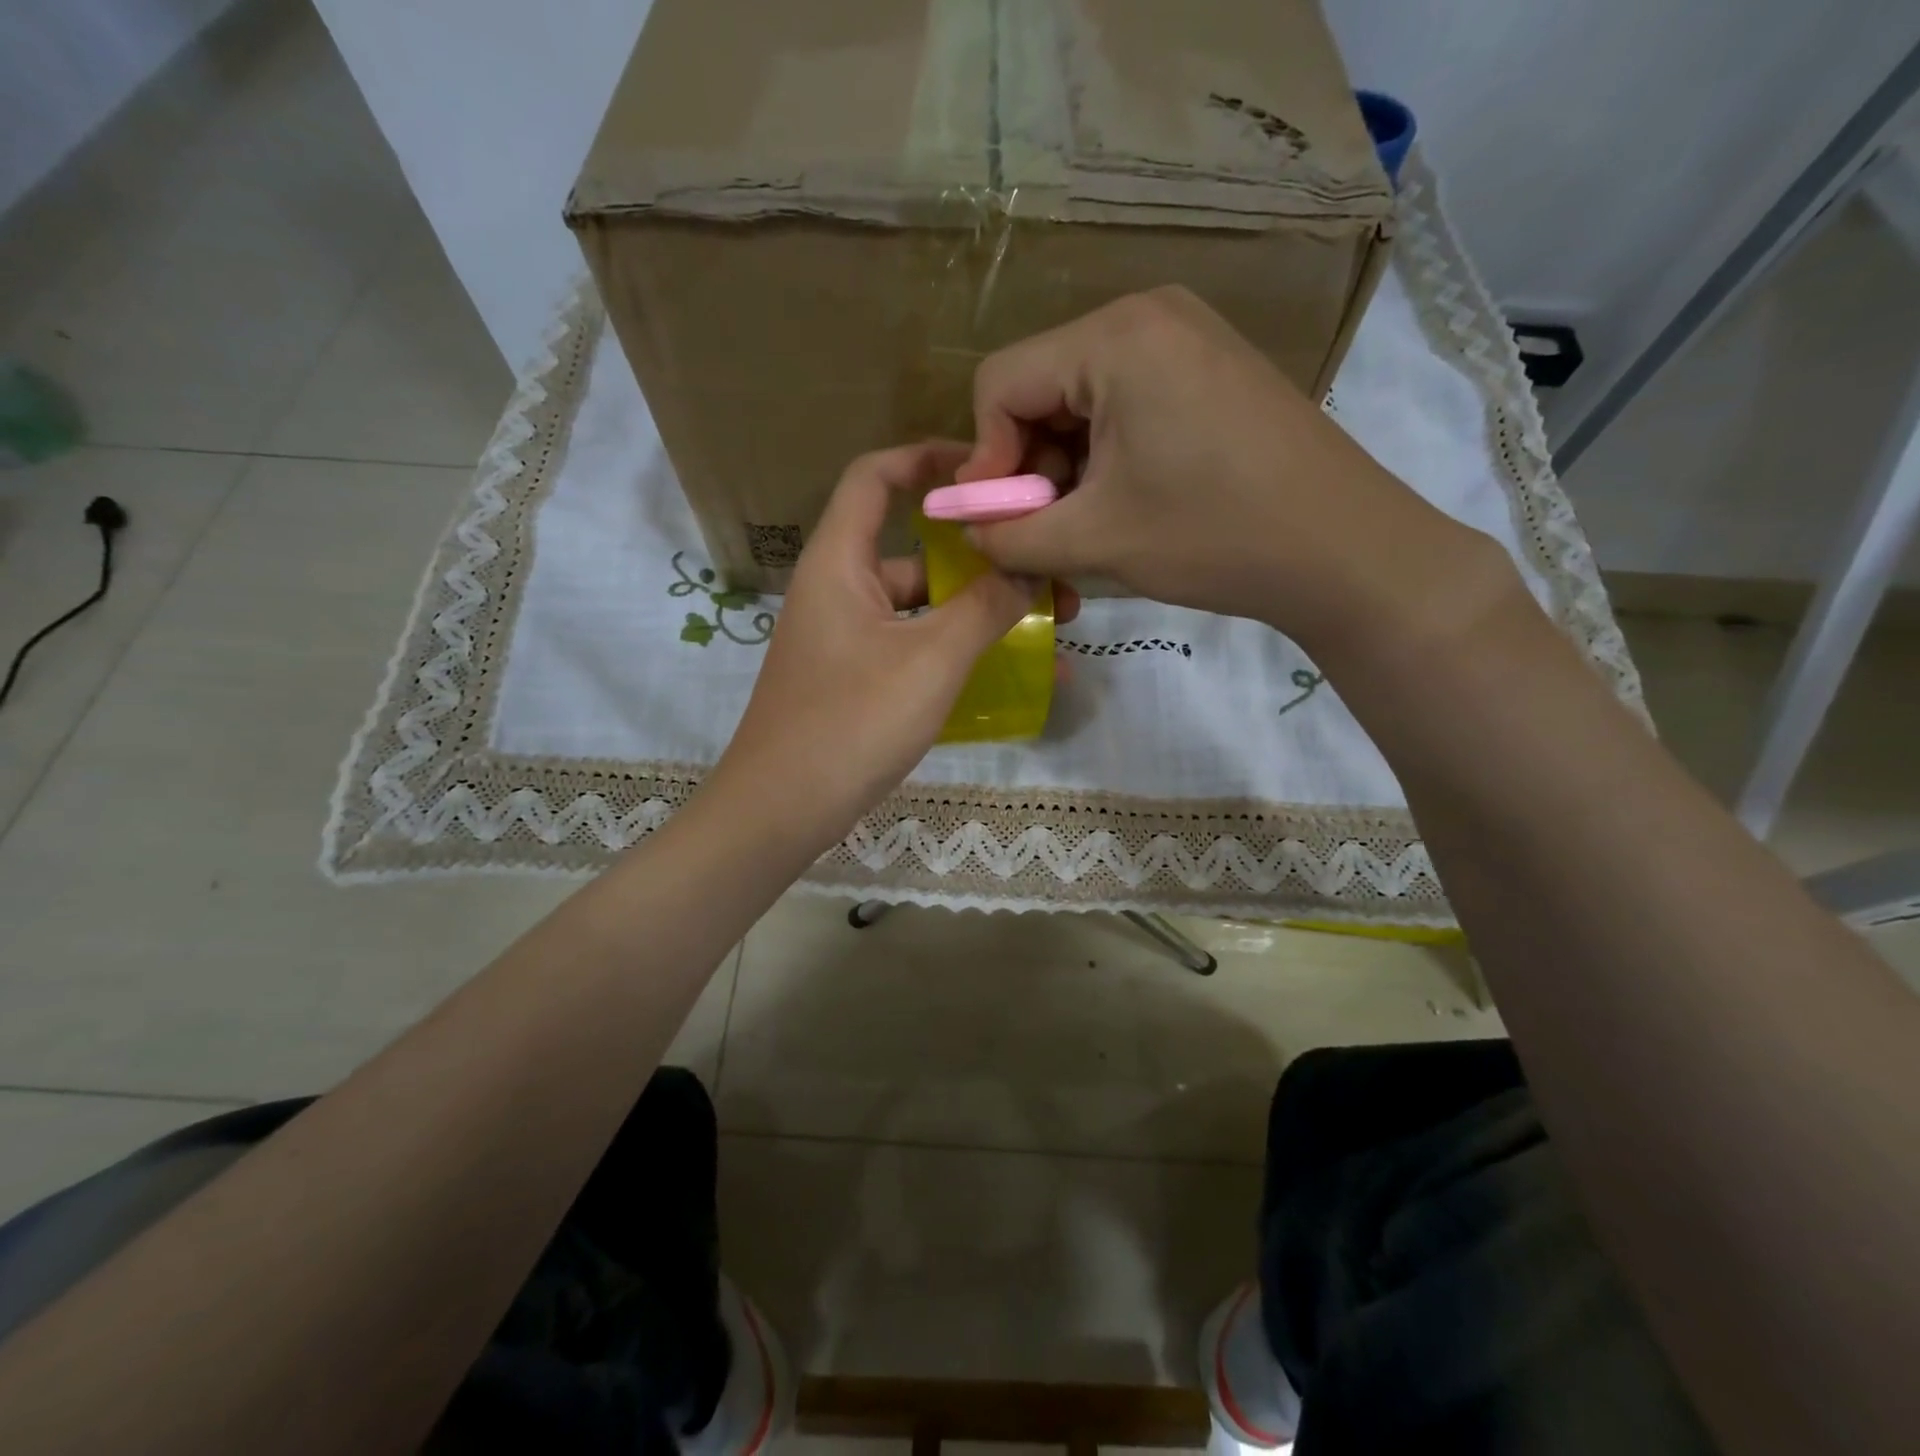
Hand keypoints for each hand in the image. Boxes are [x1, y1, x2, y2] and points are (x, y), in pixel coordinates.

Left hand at [713, 442, 1075, 845]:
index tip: (990, 469)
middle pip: (916, 550)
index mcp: (840, 562)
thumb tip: (1029, 566)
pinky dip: (962, 654)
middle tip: (1050, 571)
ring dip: (984, 612)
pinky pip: (919, 649)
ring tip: (1055, 625)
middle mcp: (841, 590)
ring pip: (925, 607)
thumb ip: (985, 607)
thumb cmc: (850, 722)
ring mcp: (850, 639)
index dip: (928, 458)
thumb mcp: (930, 661)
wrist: (780, 812)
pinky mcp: (859, 680)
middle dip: (985, 558)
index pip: (876, 476)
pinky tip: (1020, 676)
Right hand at [959, 286, 1504, 654]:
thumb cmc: (1214, 537)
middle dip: (1028, 466)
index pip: (999, 382)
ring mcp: (1186, 337)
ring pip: (1081, 401)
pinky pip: (1125, 403)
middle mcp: (1147, 315)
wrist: (1344, 549)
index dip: (985, 459)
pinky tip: (1124, 504)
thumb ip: (1009, 534)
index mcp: (1114, 338)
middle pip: (1040, 387)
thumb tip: (965, 528)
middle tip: (1043, 532)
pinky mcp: (1209, 369)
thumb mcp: (1094, 540)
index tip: (1000, 521)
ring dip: (1066, 469)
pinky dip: (1106, 457)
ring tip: (1086, 528)